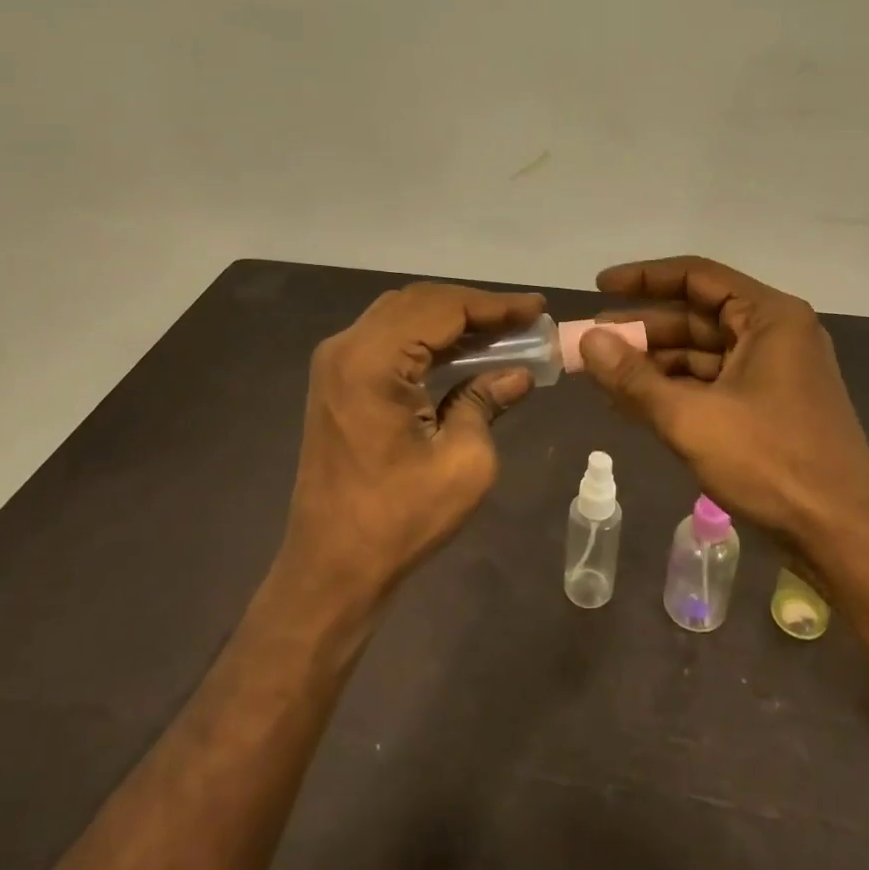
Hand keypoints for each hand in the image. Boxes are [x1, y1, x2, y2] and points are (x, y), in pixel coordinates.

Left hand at [281, 282, 545, 602]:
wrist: (330, 567)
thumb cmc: (398, 520)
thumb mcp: (463, 462)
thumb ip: (486, 402)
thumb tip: (519, 374)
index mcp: (372, 361)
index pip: (443, 309)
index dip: (496, 305)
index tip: (538, 307)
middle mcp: (346, 348)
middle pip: (420, 303)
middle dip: (475, 307)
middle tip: (524, 319)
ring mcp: (336, 363)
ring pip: (403, 316)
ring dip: (452, 319)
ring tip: (503, 331)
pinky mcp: (337, 381)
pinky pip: (388, 339)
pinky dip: (428, 338)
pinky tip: (464, 351)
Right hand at [578, 256, 868, 552]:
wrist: (843, 538)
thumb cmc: (772, 464)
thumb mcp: (691, 419)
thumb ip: (634, 378)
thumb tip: (587, 340)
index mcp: (770, 318)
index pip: (696, 277)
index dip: (644, 278)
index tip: (600, 287)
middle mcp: (776, 335)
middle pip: (696, 317)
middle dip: (641, 330)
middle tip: (590, 341)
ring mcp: (775, 373)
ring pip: (702, 354)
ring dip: (653, 364)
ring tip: (602, 376)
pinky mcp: (770, 407)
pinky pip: (713, 384)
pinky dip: (674, 391)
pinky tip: (633, 403)